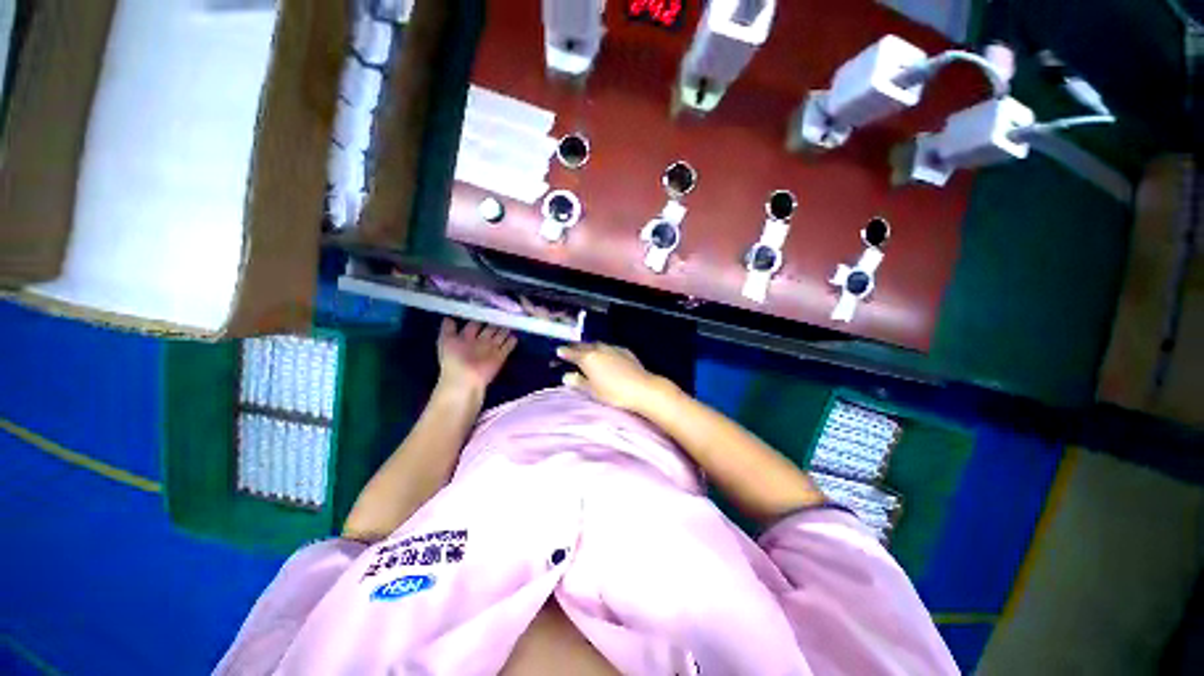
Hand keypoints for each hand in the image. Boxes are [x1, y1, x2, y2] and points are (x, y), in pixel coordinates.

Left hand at [437, 319, 515, 397]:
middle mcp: (479, 342)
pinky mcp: (500, 356)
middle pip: (489, 330)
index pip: (474, 325)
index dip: (479, 317)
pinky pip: (507, 347)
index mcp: (466, 338)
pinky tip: (515, 335)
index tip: (486, 308)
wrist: (465, 379)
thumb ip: (448, 329)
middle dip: (495, 323)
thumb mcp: (445, 341)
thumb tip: (448, 317)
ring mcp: (491, 349)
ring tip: (511, 322)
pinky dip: (512, 342)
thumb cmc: (453, 359)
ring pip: (499, 337)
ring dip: (504, 330)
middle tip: (502, 313)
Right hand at [557, 343, 673, 412]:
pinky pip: (609, 347)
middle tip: (570, 349)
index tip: (558, 351)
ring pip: (597, 344)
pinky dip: (603, 349)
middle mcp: (599, 349)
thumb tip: (566, 376)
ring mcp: (613, 348)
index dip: (564, 352)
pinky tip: (605, 354)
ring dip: (590, 346)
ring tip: (586, 350)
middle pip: (584, 346)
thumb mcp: (592, 391)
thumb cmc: (613, 392)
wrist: (641, 388)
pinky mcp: (625, 351)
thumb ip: (578, 382)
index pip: (572, 353)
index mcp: (588, 358)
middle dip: (576, 347)